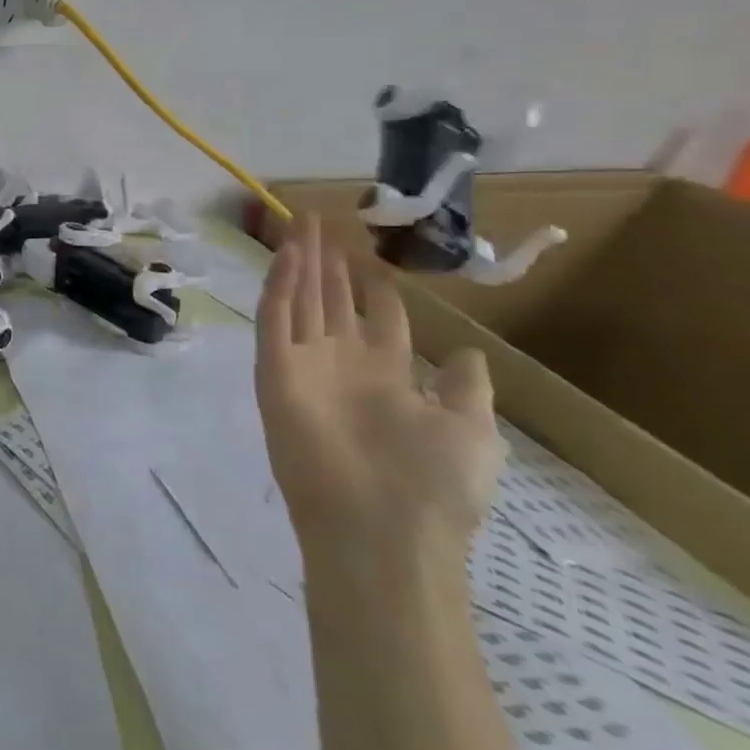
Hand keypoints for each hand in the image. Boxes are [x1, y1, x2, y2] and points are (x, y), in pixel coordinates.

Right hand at [254, 216, 504, 562]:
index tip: (370, 255)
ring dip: (301, 261)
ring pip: (301, 298)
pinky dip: (280, 285)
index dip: (373, 287)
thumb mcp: (473, 433)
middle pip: (331, 299)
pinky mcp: (276, 369)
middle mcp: (342, 363)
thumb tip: (465, 352)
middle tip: (320, 220)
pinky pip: (276, 318)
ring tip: (301, 222)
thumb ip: (465, 389)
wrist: (381, 529)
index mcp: (386, 377)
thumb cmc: (433, 484)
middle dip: (328, 260)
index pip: (376, 319)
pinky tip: (287, 254)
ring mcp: (305, 363)